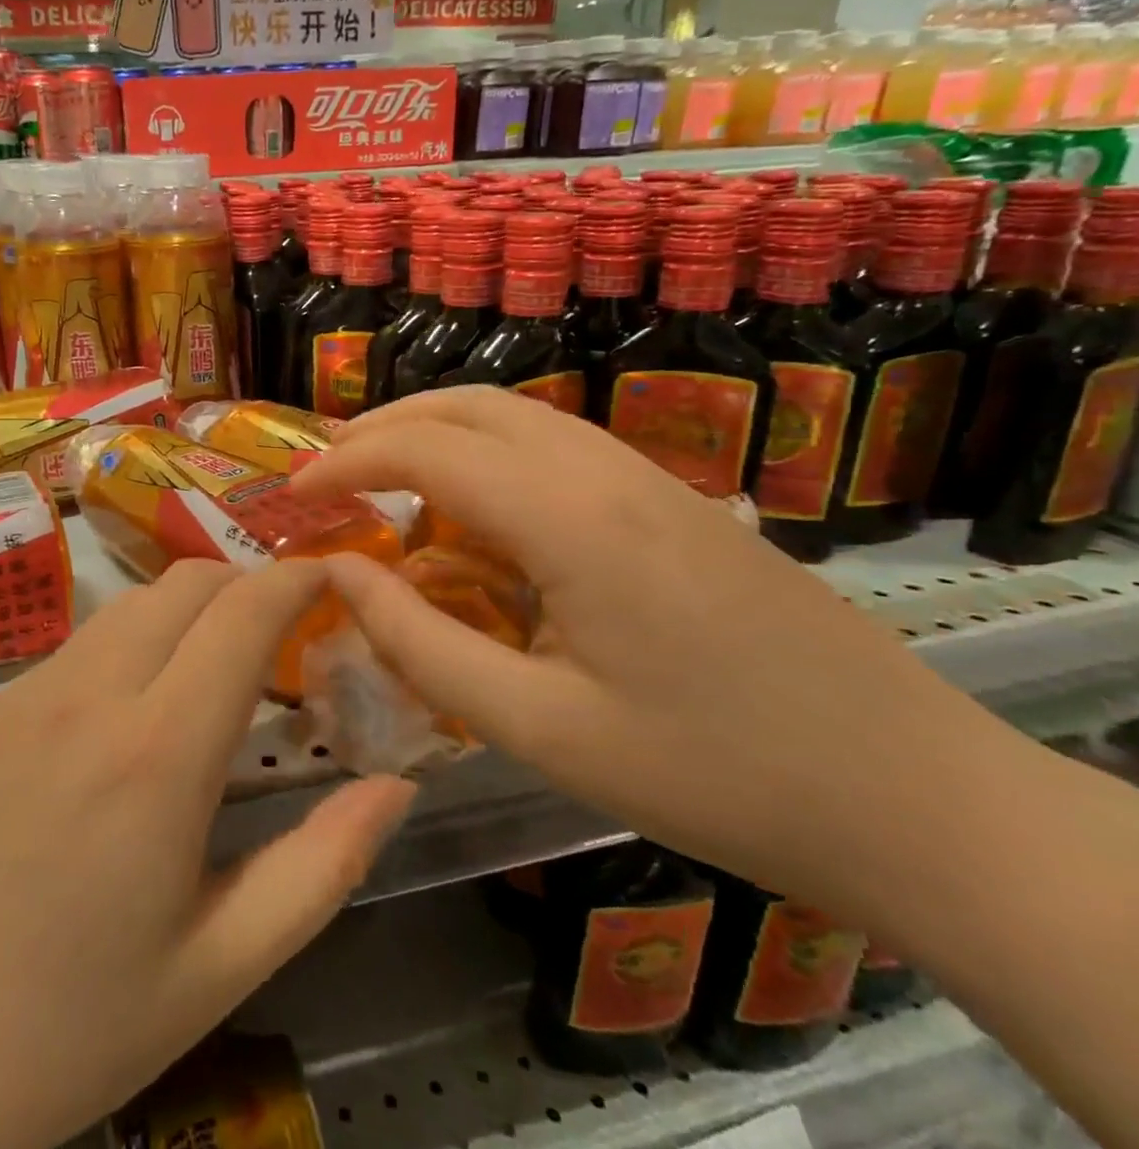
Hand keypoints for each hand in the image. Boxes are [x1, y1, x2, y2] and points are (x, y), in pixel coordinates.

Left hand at [0, 559, 415, 1148]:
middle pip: (184, 584)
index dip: (295, 578)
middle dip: (245, 582)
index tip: (331, 575)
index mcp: (156, 753)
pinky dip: (131, 643)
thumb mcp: (220, 966)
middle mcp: (88, 695)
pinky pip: (78, 646)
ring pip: (129, 606)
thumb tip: (395, 785)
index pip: (242, 613)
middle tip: (284, 629)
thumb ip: (322, 866)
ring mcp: (25, 693)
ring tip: (216, 664)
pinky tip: (132, 710)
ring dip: (187, 609)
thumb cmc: (69, 1028)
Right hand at [292, 386, 1026, 910]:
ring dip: (435, 431)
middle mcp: (605, 472)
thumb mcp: (537, 726)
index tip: (293, 495)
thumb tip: (337, 571)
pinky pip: (554, 447)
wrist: (910, 796)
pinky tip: (472, 513)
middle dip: (383, 426)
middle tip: (327, 471)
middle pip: (469, 406)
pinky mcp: (671, 500)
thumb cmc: (707, 773)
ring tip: (382, 477)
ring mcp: (647, 478)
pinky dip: (485, 454)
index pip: (426, 450)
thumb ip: (418, 642)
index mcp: (569, 520)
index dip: (346, 464)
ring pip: (515, 416)